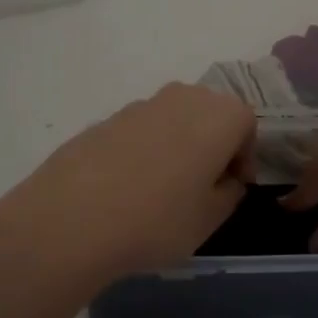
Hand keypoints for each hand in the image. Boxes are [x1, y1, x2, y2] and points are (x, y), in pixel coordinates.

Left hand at [0, 84, 255, 298]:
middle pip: (209, 114)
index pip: (246, 125)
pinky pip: (139, 131)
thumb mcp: (210, 219)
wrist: (71, 219)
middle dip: (212, 145)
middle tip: (202, 187)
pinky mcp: (104, 120)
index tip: (232, 187)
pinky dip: (143, 151)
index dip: (244, 157)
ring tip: (161, 191)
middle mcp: (181, 98)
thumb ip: (229, 193)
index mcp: (218, 115)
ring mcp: (139, 106)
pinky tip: (126, 190)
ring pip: (173, 120)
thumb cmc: (157, 220)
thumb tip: (226, 179)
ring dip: (177, 146)